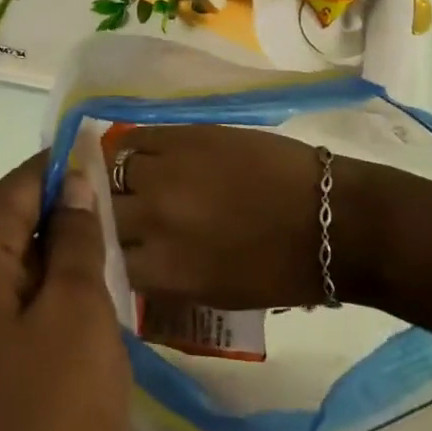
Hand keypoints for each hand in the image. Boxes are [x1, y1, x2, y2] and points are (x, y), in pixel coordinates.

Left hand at [0, 152, 128, 430]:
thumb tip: (75, 180)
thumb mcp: (78, 310)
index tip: (109, 160)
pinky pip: (16, 296)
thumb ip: (76, 237)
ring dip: (57, 248)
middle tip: (110, 217)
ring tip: (112, 255)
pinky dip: (51, 287)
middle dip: (54, 206)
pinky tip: (95, 301)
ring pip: (12, 254)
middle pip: (2, 212)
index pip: (14, 183)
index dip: (60, 168)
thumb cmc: (54, 413)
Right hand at [108, 125, 334, 309]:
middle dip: (110, 218)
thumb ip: (165, 279)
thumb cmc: (281, 271)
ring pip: (113, 171)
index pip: (107, 260)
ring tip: (132, 181)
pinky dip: (133, 149)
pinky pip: (135, 138)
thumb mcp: (214, 295)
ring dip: (120, 180)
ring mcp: (166, 172)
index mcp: (165, 270)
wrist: (329, 218)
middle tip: (122, 215)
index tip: (116, 251)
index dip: (108, 255)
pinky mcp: (182, 136)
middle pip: (103, 214)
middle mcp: (154, 220)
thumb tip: (135, 261)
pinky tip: (143, 155)